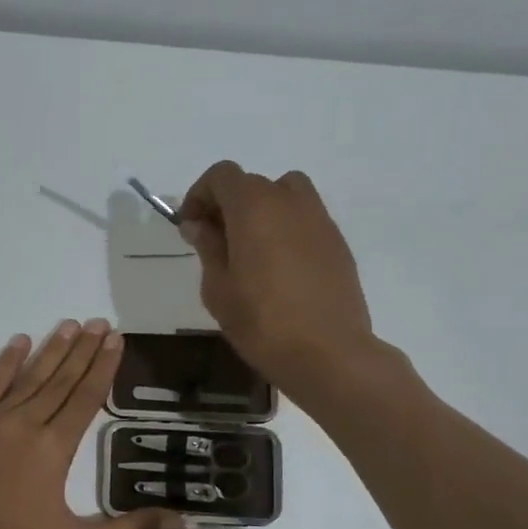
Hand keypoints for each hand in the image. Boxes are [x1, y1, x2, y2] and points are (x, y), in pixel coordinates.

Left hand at [0, 320, 184, 528]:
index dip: (103, 367)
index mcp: (54, 449)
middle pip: (61, 380)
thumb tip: (182, 521)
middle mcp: (26, 425)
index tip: (116, 339)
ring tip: (70, 325)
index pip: (86, 397)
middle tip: (100, 322)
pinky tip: (19, 341)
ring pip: (29, 377)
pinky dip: (5, 362)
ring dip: (51, 349)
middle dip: (83, 349)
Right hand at [179, 161, 379, 393]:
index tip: (190, 226)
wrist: (328, 352)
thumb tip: (200, 225)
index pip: (222, 175)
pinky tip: (279, 269)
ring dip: (262, 211)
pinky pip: (305, 220)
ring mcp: (320, 220)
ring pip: (285, 195)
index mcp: (254, 207)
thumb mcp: (218, 289)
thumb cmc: (262, 322)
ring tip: (251, 249)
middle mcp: (290, 201)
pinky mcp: (338, 243)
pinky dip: (286, 229)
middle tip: (215, 242)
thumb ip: (208, 248)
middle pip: (253, 183)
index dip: (200, 195)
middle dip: (228, 204)